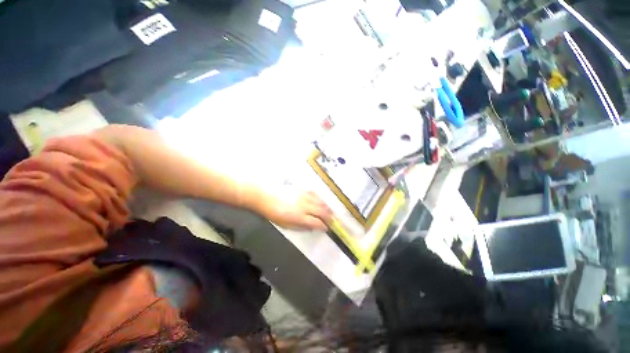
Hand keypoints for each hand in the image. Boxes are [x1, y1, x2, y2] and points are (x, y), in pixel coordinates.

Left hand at [260, 191, 331, 230]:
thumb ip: (300, 226)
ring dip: (327, 208)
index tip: (327, 229)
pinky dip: (320, 199)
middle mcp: (305, 206)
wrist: (264, 196)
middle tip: (332, 221)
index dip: (324, 226)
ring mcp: (304, 196)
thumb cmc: (273, 213)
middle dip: (329, 217)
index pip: (317, 222)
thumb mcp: (285, 225)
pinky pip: (315, 194)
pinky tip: (321, 201)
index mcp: (299, 217)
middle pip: (321, 211)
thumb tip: (311, 227)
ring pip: (320, 202)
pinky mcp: (302, 189)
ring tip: (330, 212)